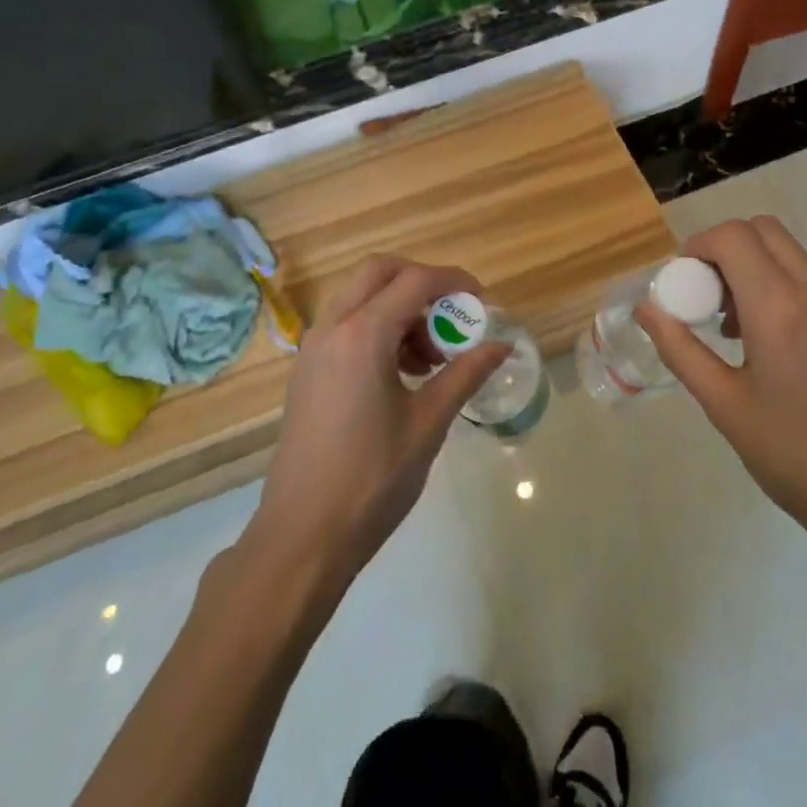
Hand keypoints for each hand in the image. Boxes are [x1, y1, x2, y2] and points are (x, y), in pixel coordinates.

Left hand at [245, 256, 507, 594]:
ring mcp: (313, 347)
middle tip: (451, 316)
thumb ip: (465, 374)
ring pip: (360, 295)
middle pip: (379, 271)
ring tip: (430, 356)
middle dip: (421, 281)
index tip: (482, 303)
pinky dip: (377, 325)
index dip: (454, 282)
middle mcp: (332, 327)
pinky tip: (401, 372)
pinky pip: (345, 323)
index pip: (415, 280)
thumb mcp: (428, 423)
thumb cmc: (372, 479)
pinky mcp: (307, 368)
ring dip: (398, 305)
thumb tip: (503, 346)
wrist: (302, 535)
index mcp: (363, 334)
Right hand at [637, 217, 806, 558]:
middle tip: (716, 300)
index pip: (734, 236)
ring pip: (802, 265)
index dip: (700, 245)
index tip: (687, 280)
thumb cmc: (797, 460)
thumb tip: (647, 308)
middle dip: (731, 252)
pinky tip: (803, 365)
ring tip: (754, 339)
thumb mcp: (725, 406)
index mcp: (780, 309)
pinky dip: (802, 306)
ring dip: (766, 279)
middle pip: (768, 233)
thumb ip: (680, 349)